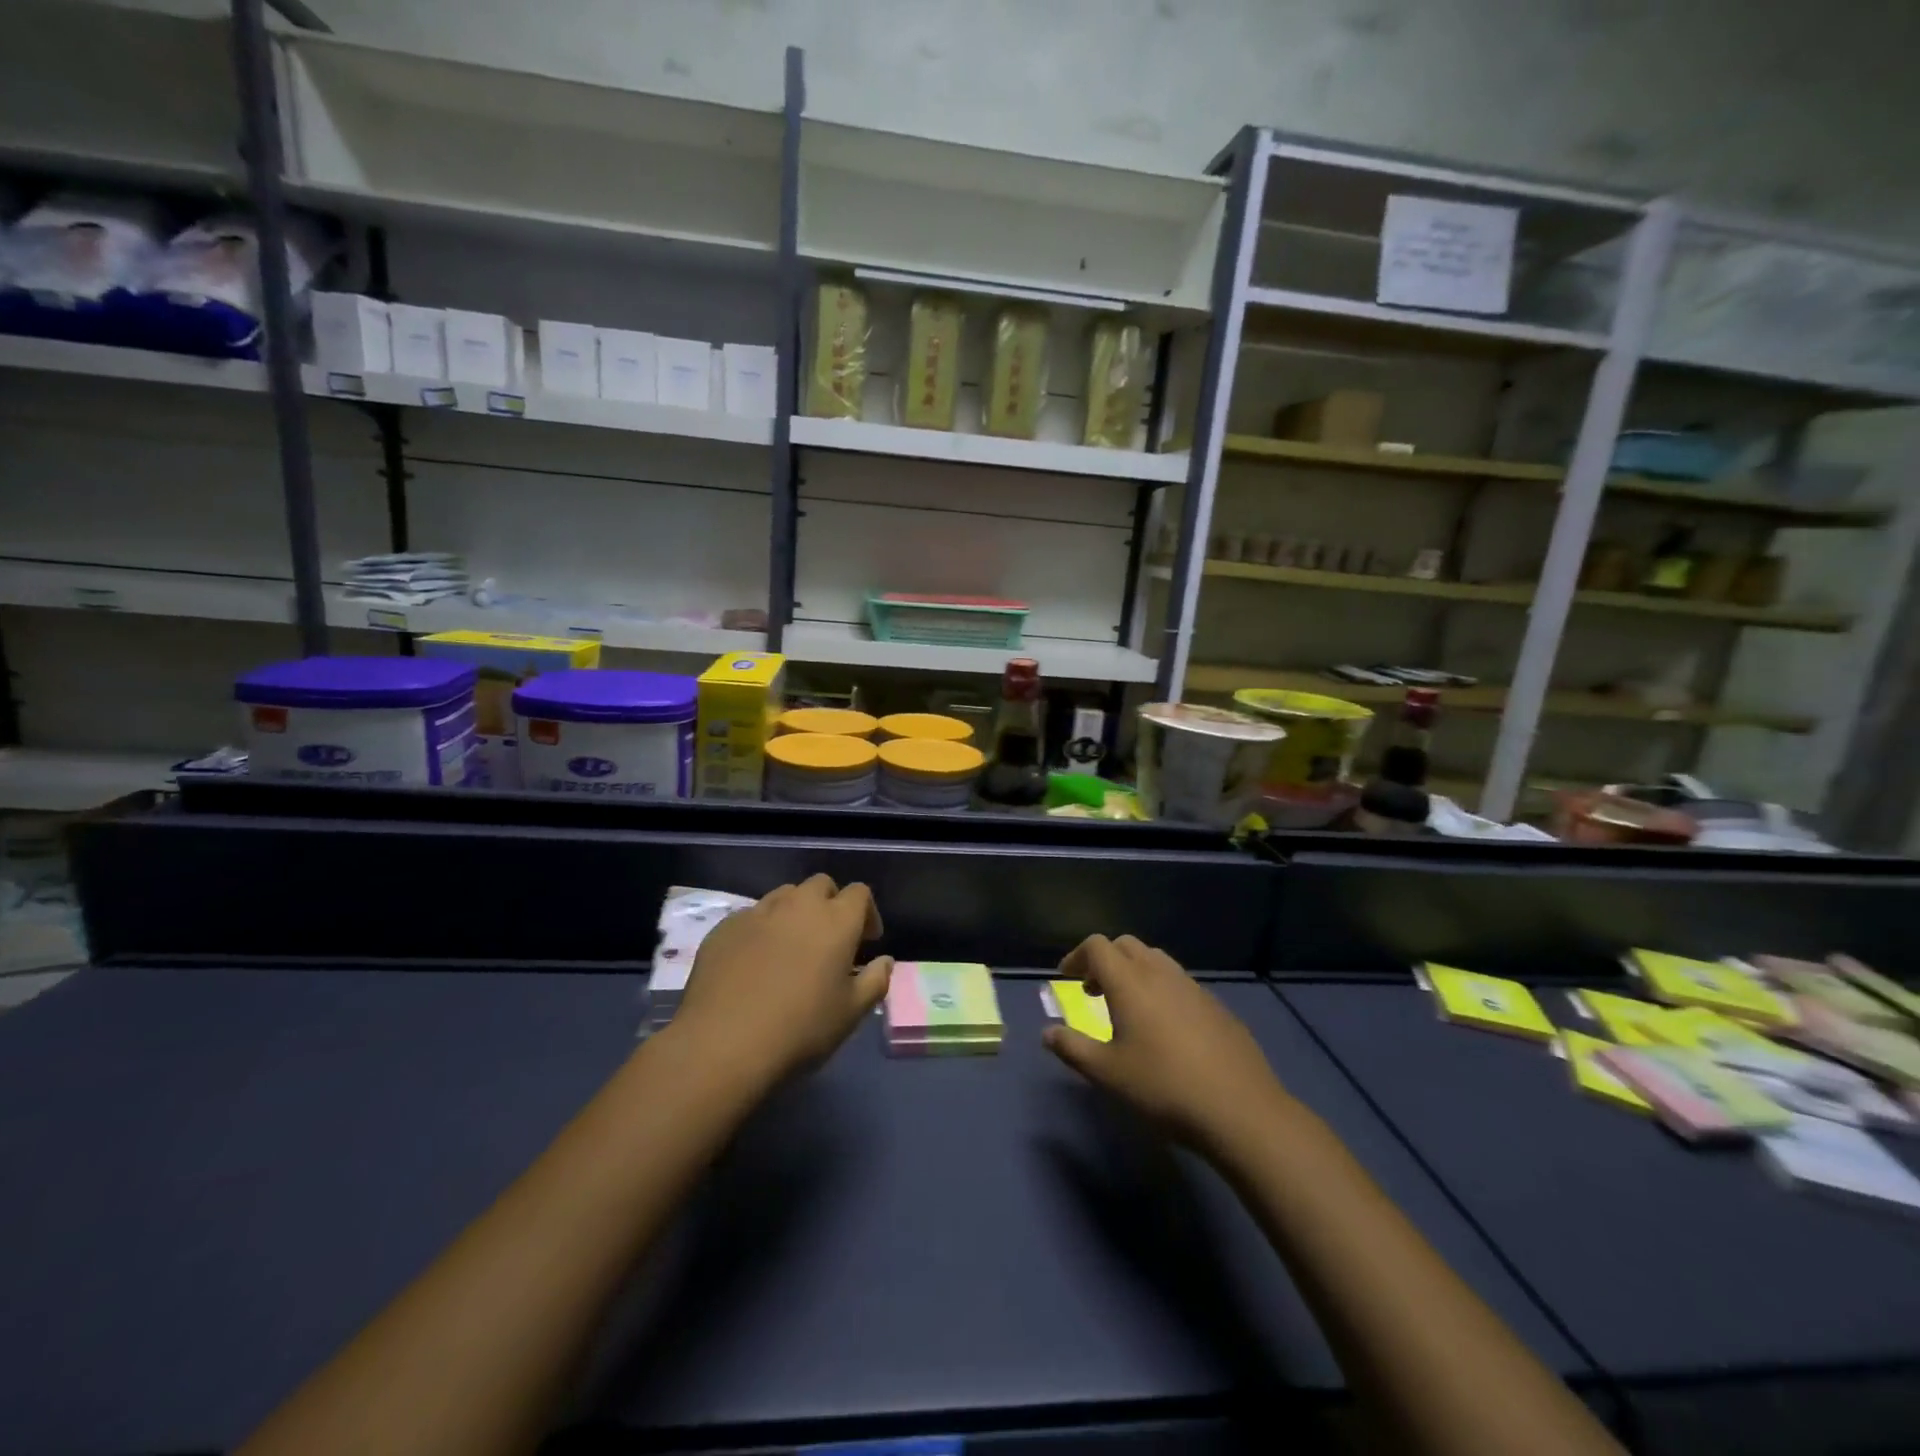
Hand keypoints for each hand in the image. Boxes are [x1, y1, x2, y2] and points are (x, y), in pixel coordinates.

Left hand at [668, 875, 891, 1086]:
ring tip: (791, 946)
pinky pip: (751, 916)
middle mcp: (798, 906)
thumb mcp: (851, 1014)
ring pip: (784, 895)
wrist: (723, 1045)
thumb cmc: (800, 1030)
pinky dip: (762, 929)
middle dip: (831, 904)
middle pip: (821, 885)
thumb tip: (884, 961)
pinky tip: (755, 962)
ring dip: (795, 912)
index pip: (859, 893)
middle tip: (830, 939)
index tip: (866, 941)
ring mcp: (758, 913)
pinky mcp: (724, 928)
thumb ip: (875, 981)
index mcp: (836, 921)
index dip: (867, 913)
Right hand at [1043, 934, 1291, 1157]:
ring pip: (1155, 960)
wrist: (1240, 1109)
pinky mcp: (1215, 1005)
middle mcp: (1160, 973)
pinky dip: (1160, 988)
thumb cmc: (1163, 1087)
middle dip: (1104, 960)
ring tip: (1127, 1007)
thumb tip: (1048, 1033)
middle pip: (1126, 945)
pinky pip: (1178, 981)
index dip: (1077, 957)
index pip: (1097, 946)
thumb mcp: (1108, 1074)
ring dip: (1133, 971)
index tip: (1067, 979)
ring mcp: (1192, 987)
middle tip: (1093, 991)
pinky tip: (1164, 1028)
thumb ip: (1073, 1048)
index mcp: (1130, 982)